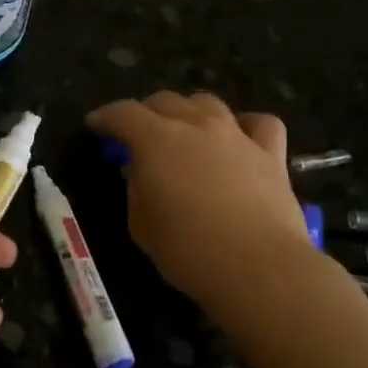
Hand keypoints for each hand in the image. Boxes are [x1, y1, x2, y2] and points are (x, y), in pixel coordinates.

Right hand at [89, 91, 314, 309]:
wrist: (257, 267)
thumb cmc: (187, 250)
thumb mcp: (141, 225)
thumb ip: (136, 190)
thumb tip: (138, 170)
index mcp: (156, 140)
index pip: (123, 113)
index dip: (105, 116)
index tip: (96, 125)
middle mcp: (196, 126)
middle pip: (165, 101)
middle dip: (145, 112)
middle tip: (138, 134)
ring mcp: (236, 135)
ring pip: (208, 103)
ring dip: (190, 111)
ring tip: (185, 130)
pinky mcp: (271, 154)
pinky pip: (260, 123)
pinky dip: (246, 125)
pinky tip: (240, 138)